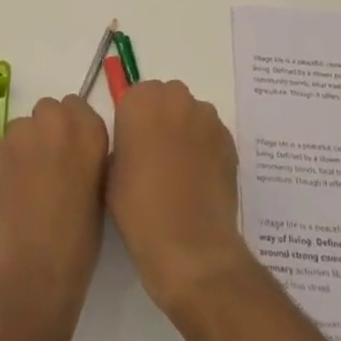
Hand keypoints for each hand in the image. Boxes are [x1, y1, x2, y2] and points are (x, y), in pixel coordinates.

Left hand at [0, 95, 109, 340]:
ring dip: (25, 146)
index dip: (72, 129)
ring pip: (21, 127)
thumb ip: (90, 157)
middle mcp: (55, 122)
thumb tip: (79, 150)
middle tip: (49, 167)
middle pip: (47, 110)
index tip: (72, 152)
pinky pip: (1, 148)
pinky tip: (9, 194)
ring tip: (26, 185)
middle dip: (47, 131)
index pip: (77, 106)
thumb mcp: (101, 191)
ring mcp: (20, 135)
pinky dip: (4, 164)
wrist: (33, 272)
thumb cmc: (79, 242)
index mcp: (90, 131)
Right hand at [106, 80, 254, 318]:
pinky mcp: (229, 139)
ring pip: (191, 114)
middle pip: (166, 98)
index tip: (133, 147)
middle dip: (161, 119)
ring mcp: (207, 118)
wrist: (190, 244)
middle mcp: (176, 98)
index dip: (133, 121)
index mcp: (140, 101)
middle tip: (155, 156)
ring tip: (180, 171)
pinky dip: (205, 147)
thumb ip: (121, 144)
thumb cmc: (139, 208)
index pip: (134, 96)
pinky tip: (199, 179)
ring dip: (185, 131)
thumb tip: (135, 144)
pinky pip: (211, 134)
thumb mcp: (110, 172)